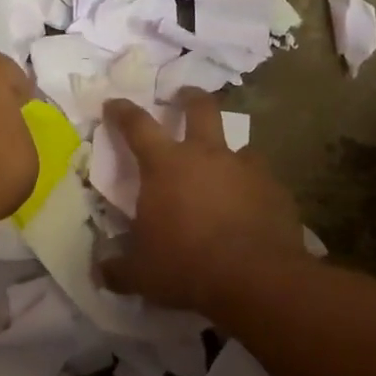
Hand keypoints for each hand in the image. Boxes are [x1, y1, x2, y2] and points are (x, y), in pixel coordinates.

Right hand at [99, 92, 306, 313]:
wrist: (256, 279)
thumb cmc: (187, 266)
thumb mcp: (142, 274)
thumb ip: (118, 269)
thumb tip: (99, 273)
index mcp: (165, 166)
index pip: (137, 125)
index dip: (123, 111)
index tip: (114, 103)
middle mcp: (206, 155)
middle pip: (200, 108)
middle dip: (190, 98)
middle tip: (184, 95)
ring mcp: (246, 169)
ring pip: (239, 145)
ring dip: (229, 151)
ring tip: (226, 168)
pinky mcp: (276, 190)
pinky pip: (262, 180)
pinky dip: (253, 188)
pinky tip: (252, 208)